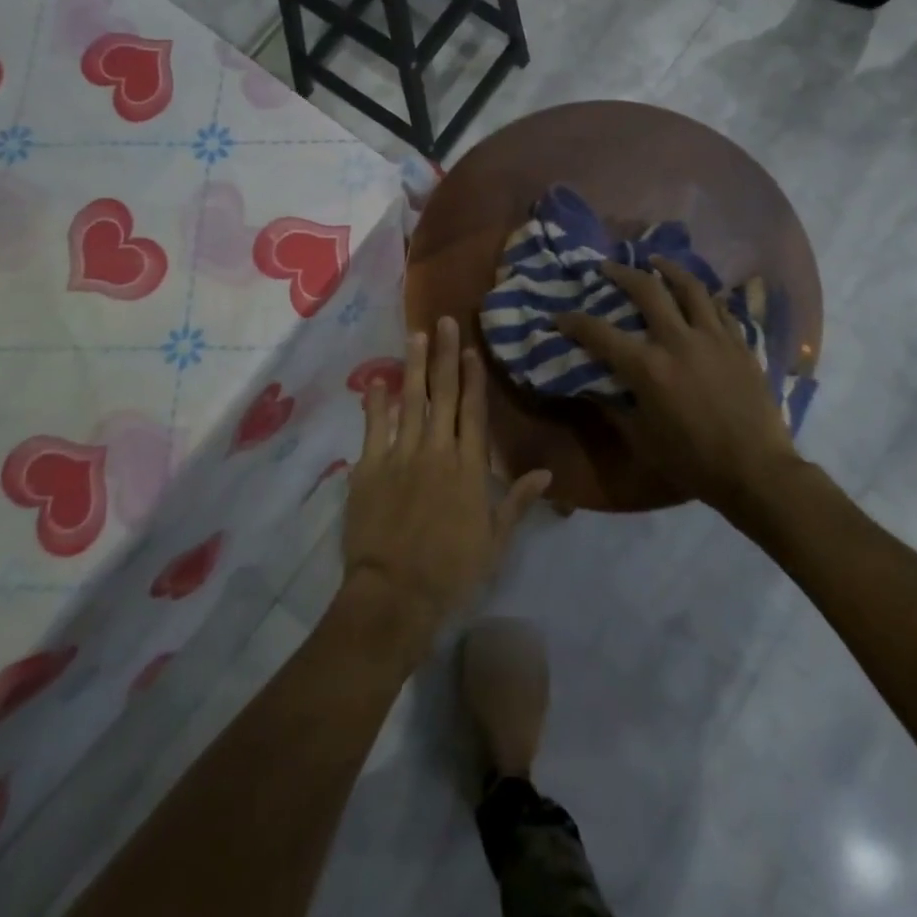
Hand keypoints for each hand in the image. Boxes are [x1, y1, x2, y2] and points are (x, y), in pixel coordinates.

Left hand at [342, 318, 550, 654]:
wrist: (396, 595)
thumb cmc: (451, 572)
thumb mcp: (495, 541)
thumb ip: (516, 502)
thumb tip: (547, 473)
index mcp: (468, 468)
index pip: (473, 412)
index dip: (473, 378)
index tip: (472, 349)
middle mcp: (437, 451)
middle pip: (443, 395)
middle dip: (446, 356)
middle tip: (446, 321)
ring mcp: (401, 456)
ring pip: (410, 401)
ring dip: (414, 366)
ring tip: (416, 335)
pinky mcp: (370, 468)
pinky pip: (374, 427)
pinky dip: (376, 403)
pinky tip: (377, 380)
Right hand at [555, 259, 796, 514]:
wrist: (756, 472)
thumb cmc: (693, 461)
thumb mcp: (641, 439)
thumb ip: (614, 408)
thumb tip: (592, 388)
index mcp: (648, 367)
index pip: (600, 334)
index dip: (574, 322)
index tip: (559, 316)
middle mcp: (679, 341)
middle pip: (647, 290)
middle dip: (622, 273)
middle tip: (608, 267)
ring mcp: (714, 338)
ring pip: (690, 287)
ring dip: (668, 269)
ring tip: (655, 260)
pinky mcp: (740, 344)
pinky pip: (720, 308)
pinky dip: (703, 296)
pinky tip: (697, 294)